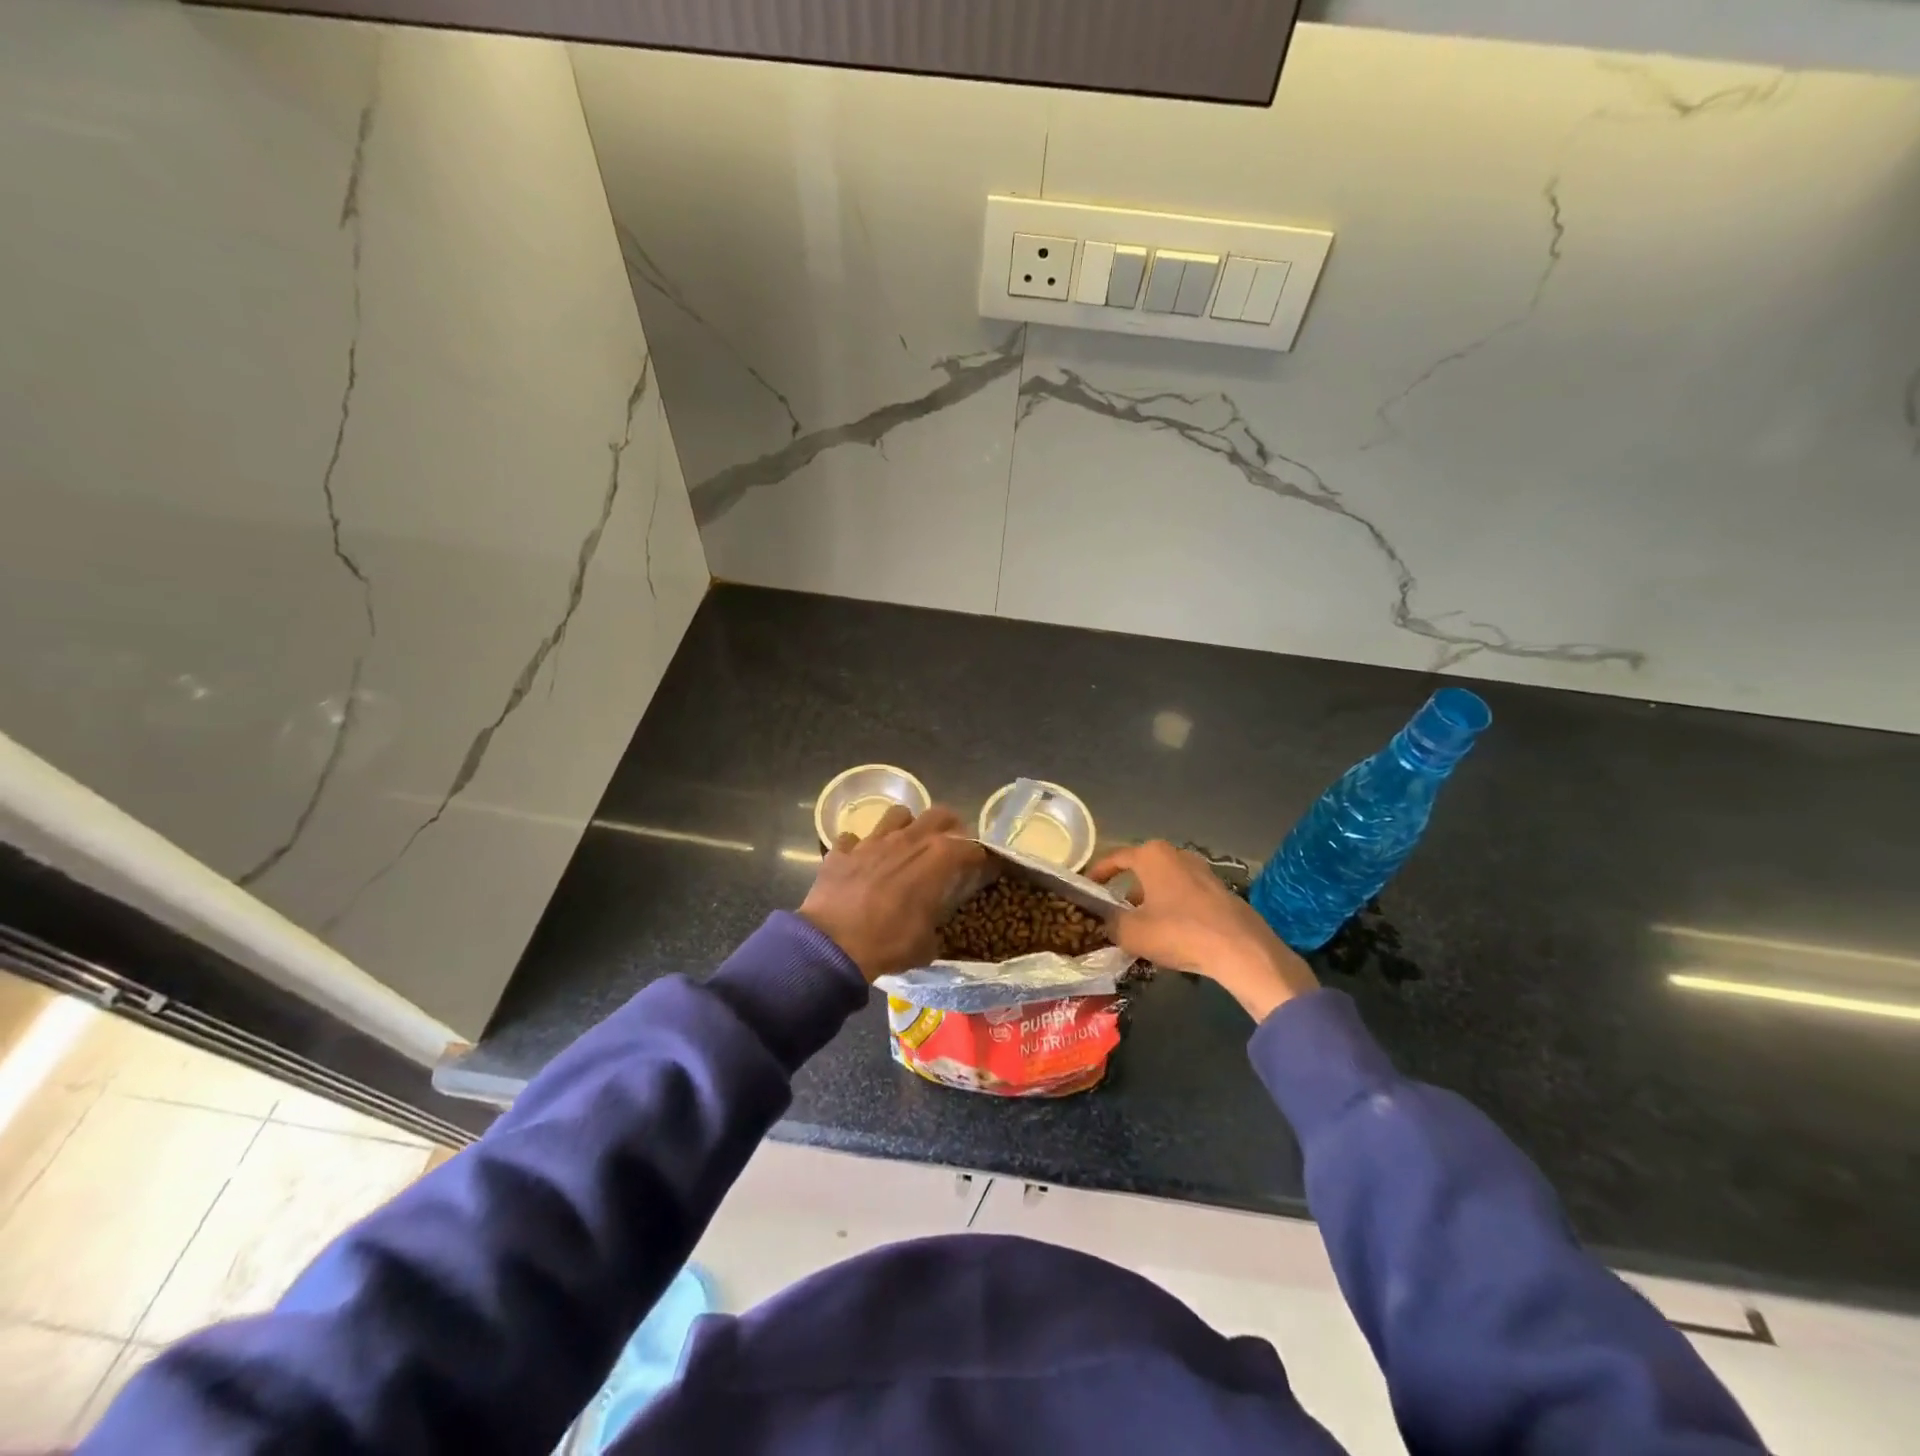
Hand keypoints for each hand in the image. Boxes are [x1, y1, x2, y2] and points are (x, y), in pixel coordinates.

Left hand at [799, 804, 986, 982]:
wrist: (831, 946)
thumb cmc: (886, 943)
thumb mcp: (925, 945)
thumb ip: (934, 926)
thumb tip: (933, 929)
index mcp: (935, 860)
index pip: (968, 847)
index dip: (977, 855)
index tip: (980, 865)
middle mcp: (906, 840)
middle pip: (938, 814)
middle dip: (950, 826)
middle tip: (951, 843)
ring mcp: (871, 841)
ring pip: (897, 814)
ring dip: (906, 826)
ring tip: (906, 844)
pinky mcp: (841, 851)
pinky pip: (853, 839)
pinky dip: (859, 848)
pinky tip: (860, 862)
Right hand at [1089, 840, 1317, 1022]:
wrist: (1239, 949)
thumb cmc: (1178, 932)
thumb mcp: (1131, 932)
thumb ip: (1111, 923)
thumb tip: (1108, 921)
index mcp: (1151, 856)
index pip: (1115, 858)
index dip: (1098, 874)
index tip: (1087, 888)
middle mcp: (1176, 854)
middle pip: (1142, 870)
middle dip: (1126, 891)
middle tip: (1115, 913)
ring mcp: (1202, 870)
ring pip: (1164, 883)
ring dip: (1150, 901)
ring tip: (1142, 928)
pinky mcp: (1219, 890)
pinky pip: (1185, 895)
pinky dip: (1172, 909)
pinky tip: (1171, 934)